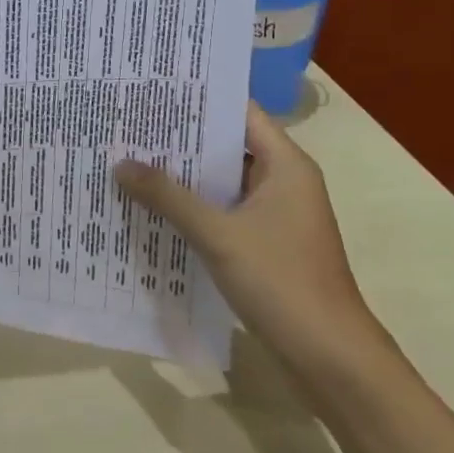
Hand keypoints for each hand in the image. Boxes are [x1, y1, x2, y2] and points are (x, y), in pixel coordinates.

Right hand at [115, 101, 384, 379]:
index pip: (239, 112)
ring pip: (222, 182)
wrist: (333, 362)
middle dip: (181, 138)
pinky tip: (153, 207)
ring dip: (184, 175)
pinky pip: (223, 212)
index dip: (199, 98)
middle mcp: (282, 181)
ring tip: (131, 158)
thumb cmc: (282, 283)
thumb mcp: (218, 235)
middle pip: (227, 145)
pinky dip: (193, 208)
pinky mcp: (265, 245)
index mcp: (285, 165)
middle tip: (130, 122)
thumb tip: (120, 164)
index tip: (153, 90)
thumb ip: (168, 197)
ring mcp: (275, 215)